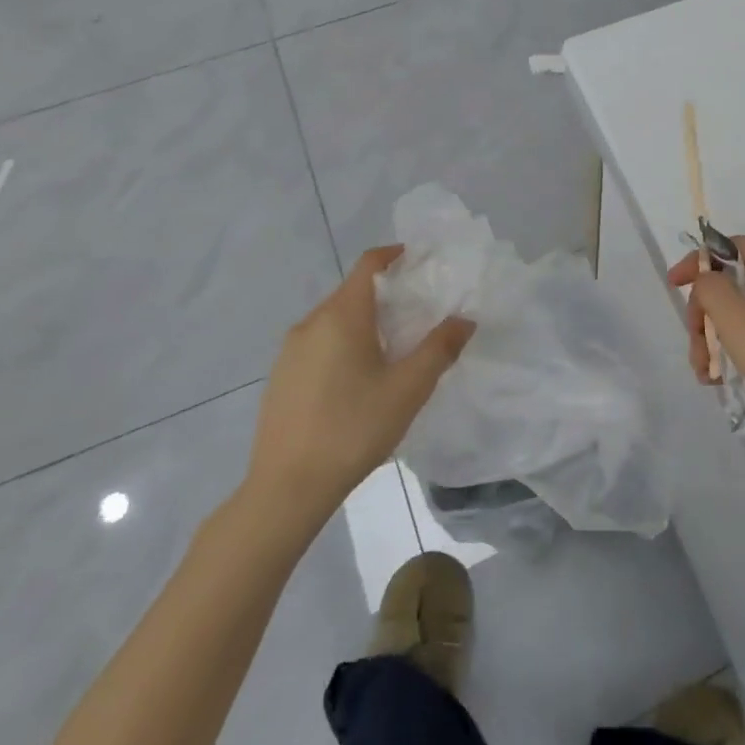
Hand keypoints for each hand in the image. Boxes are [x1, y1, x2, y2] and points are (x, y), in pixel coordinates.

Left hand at [241, 246, 474, 536]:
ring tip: (393, 349)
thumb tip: (464, 319)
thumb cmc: (353, 429)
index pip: (368, 265)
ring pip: (334, 320)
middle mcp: (310, 324)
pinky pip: (318, 344)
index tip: (421, 261)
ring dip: (364, 322)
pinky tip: (358, 381)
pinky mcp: (280, 378)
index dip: (395, 256)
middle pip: (352, 292)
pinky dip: (343, 345)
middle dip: (386, 294)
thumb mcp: (408, 389)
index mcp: (341, 316)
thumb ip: (440, 348)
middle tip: (419, 313)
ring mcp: (289, 352)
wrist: (286, 488)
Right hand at [668, 238, 744, 478]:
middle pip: (734, 286)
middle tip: (695, 347)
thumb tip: (707, 279)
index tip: (674, 286)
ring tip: (707, 376)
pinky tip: (724, 384)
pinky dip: (736, 357)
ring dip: (715, 341)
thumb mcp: (740, 324)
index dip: (701, 260)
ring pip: (742, 318)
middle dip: (705, 313)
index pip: (734, 247)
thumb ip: (713, 291)